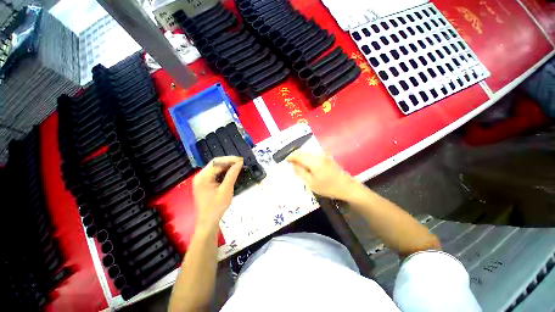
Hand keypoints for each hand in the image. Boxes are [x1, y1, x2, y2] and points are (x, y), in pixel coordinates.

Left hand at [193, 156, 242, 229]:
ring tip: (237, 166)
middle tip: (241, 162)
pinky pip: (214, 173)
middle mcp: (200, 176)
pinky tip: (230, 172)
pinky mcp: (203, 183)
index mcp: (203, 177)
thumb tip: (239, 162)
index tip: (242, 160)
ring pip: (215, 167)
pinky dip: (223, 171)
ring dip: (226, 166)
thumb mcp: (226, 190)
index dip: (230, 160)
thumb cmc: (217, 207)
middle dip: (228, 161)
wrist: (208, 222)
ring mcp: (201, 179)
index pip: (217, 162)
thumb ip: (232, 174)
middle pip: (215, 163)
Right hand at [287, 152, 358, 200]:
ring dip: (302, 158)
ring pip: (308, 154)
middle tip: (291, 165)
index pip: (298, 155)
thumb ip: (301, 172)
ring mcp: (324, 155)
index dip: (290, 157)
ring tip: (298, 166)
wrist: (348, 188)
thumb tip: (293, 164)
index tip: (285, 161)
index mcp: (314, 161)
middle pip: (303, 153)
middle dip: (296, 157)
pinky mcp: (327, 158)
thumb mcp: (311, 183)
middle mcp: (318, 155)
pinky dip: (308, 159)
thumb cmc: (328, 187)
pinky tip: (307, 166)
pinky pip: (314, 156)